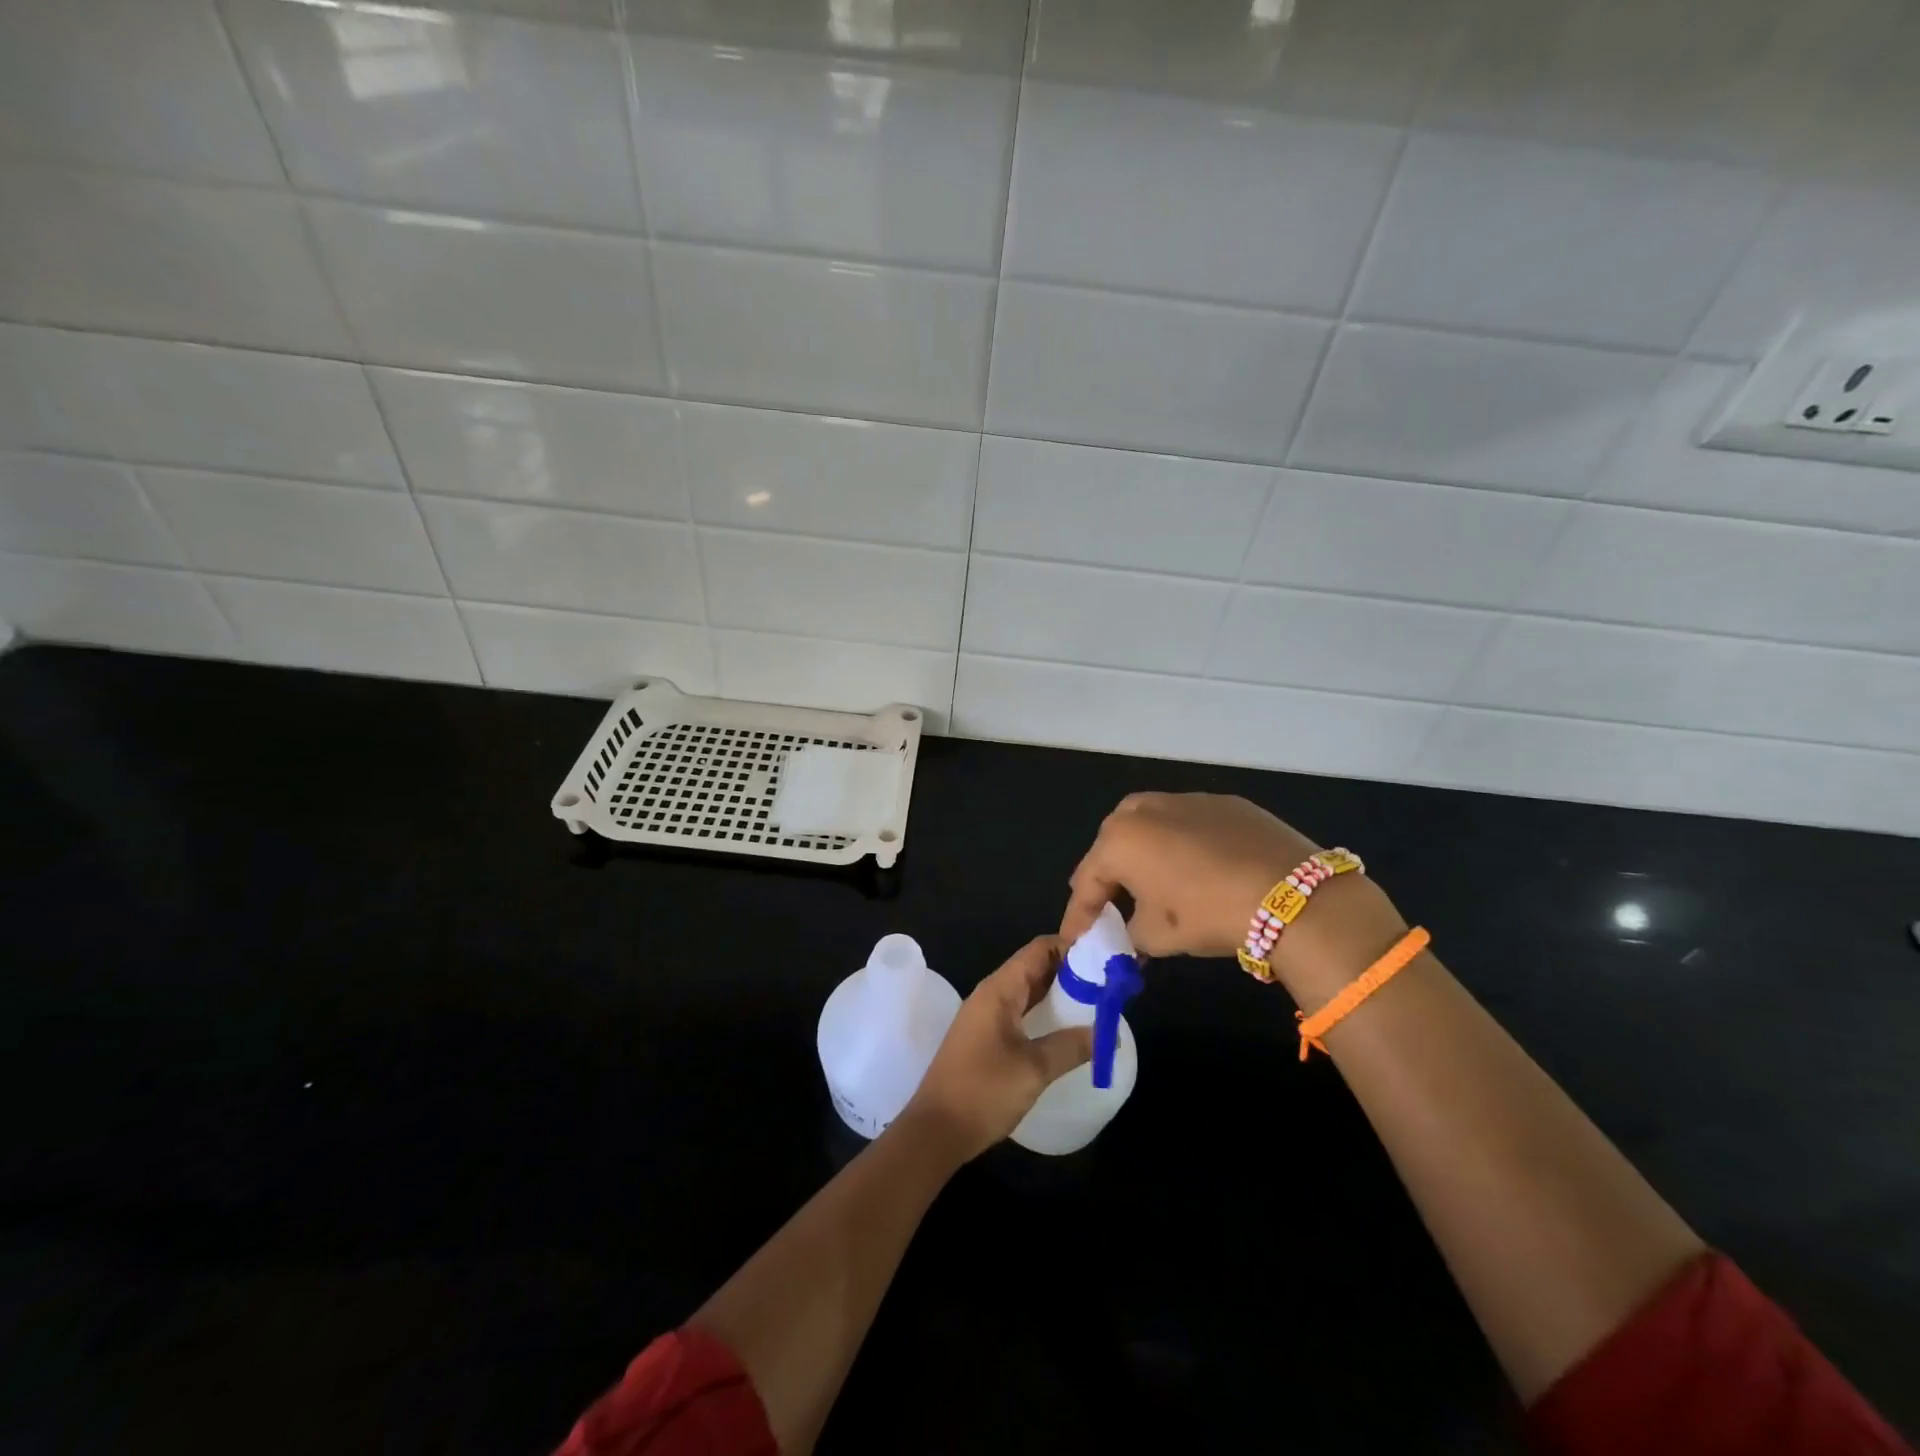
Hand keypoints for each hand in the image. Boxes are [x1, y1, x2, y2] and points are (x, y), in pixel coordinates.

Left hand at [899, 936, 1091, 1162]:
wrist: (935, 1130)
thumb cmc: (983, 1091)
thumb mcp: (1033, 1069)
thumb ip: (1071, 1046)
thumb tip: (1107, 1033)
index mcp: (999, 989)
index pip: (1038, 949)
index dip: (1070, 946)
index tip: (1104, 956)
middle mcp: (991, 994)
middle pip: (1034, 967)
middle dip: (1070, 971)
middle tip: (1107, 982)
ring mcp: (985, 1016)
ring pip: (1027, 991)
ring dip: (1058, 993)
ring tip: (1095, 1003)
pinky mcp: (985, 1038)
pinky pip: (1020, 1012)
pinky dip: (1044, 1013)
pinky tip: (1065, 1029)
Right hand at [1061, 792, 1405, 996]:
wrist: (1291, 895)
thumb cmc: (1208, 913)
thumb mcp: (1158, 936)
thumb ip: (1131, 933)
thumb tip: (1133, 934)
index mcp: (1119, 839)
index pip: (1086, 881)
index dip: (1079, 916)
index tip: (1075, 942)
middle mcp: (1145, 808)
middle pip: (1114, 845)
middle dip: (1109, 877)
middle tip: (1111, 907)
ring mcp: (1187, 799)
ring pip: (1151, 828)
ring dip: (1146, 856)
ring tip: (1156, 887)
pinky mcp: (1226, 803)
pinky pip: (1189, 825)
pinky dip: (1184, 846)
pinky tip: (1200, 871)